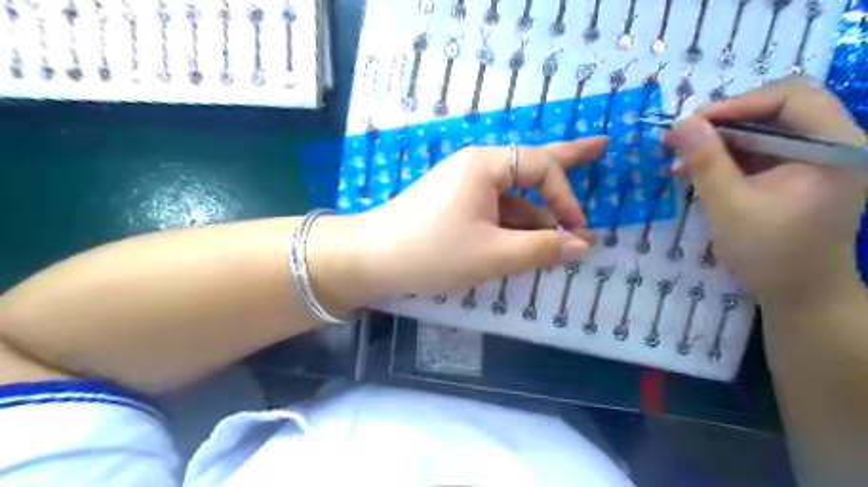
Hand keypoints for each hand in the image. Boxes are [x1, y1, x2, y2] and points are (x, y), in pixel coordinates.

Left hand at [348, 135, 604, 297]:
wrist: (372, 259)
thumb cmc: (433, 252)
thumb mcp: (493, 255)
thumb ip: (541, 248)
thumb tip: (582, 245)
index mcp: (485, 165)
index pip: (541, 166)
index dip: (566, 195)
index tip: (577, 229)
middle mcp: (476, 167)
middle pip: (530, 163)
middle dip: (567, 160)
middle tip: (601, 146)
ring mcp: (464, 186)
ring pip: (512, 196)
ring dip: (536, 215)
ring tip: (560, 234)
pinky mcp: (455, 205)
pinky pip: (494, 210)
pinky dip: (513, 225)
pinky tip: (527, 242)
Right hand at [666, 77, 863, 308]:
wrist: (799, 293)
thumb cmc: (767, 252)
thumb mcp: (727, 204)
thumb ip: (705, 160)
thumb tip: (679, 123)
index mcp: (834, 147)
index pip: (790, 97)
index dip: (737, 103)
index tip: (691, 123)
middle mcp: (835, 144)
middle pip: (778, 109)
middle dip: (724, 122)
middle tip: (682, 139)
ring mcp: (820, 158)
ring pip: (766, 129)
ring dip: (722, 141)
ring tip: (682, 158)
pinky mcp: (802, 173)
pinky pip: (764, 151)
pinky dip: (730, 157)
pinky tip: (699, 171)